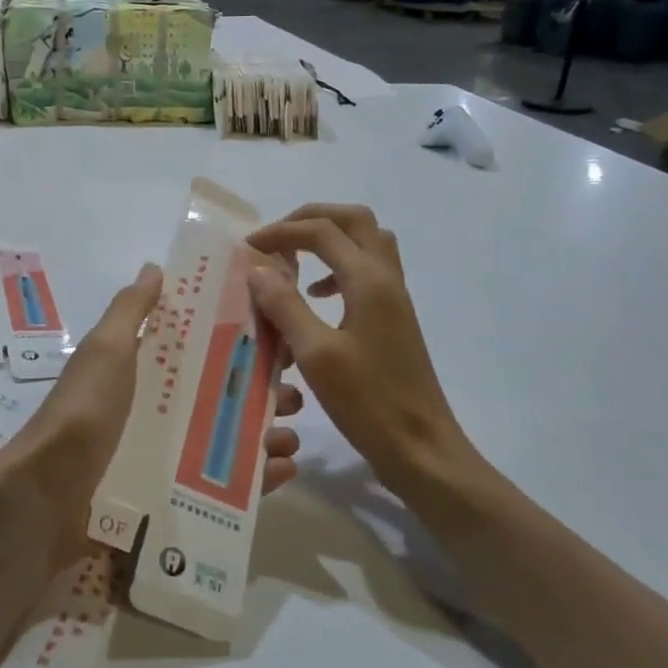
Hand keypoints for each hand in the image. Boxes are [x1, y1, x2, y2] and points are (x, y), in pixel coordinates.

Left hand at [0, 264, 302, 571]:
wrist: (48, 495)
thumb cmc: (84, 411)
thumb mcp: (106, 350)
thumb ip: (131, 310)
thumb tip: (154, 268)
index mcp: (143, 372)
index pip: (197, 351)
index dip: (235, 344)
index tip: (275, 339)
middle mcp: (156, 411)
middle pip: (219, 398)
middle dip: (259, 394)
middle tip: (293, 396)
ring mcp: (164, 457)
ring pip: (226, 442)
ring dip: (264, 436)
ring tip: (292, 437)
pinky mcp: (172, 499)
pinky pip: (222, 489)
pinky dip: (256, 480)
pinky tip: (285, 472)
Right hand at [247, 204, 499, 511]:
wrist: (421, 447)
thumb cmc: (367, 403)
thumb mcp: (315, 354)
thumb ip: (285, 305)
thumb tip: (258, 267)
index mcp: (369, 281)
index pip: (321, 231)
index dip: (280, 232)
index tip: (246, 249)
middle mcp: (387, 278)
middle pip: (353, 220)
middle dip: (310, 219)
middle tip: (276, 240)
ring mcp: (395, 298)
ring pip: (366, 242)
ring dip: (329, 239)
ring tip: (294, 262)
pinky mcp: (395, 318)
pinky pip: (369, 270)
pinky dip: (339, 267)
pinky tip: (318, 297)